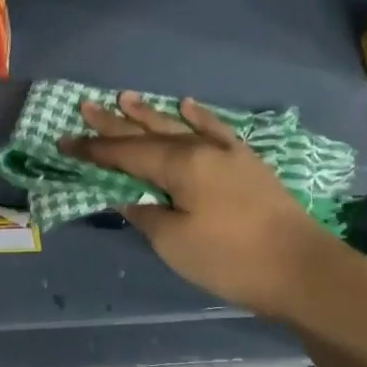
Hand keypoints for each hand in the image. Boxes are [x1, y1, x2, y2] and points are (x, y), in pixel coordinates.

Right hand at [59, 93, 342, 319]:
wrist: (302, 269)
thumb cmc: (231, 259)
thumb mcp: (175, 243)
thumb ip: (146, 214)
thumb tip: (126, 197)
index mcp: (181, 165)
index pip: (126, 154)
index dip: (94, 150)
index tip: (65, 142)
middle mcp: (202, 148)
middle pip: (150, 133)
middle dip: (115, 123)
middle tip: (86, 106)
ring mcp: (228, 153)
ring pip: (180, 127)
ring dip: (151, 114)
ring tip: (125, 97)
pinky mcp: (247, 164)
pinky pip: (218, 130)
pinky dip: (200, 116)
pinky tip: (187, 104)